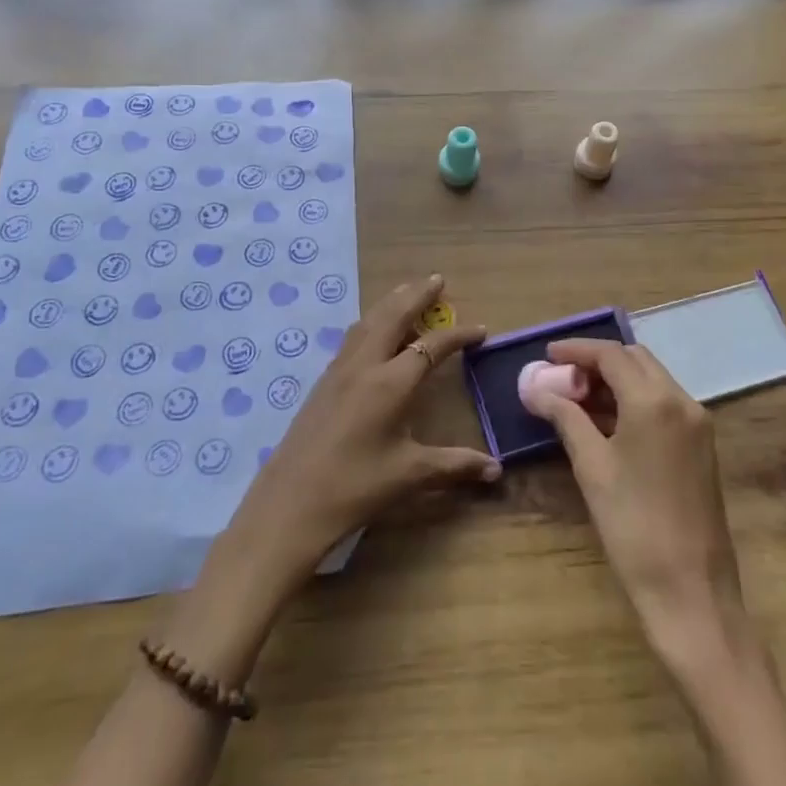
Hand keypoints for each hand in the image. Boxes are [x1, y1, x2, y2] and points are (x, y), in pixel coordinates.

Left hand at [227, 274, 497, 582]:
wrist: (289, 505)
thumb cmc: (354, 488)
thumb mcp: (409, 475)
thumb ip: (455, 465)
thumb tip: (496, 470)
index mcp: (390, 382)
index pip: (432, 345)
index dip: (459, 335)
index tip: (481, 330)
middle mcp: (365, 365)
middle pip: (393, 315)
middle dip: (417, 295)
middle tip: (437, 280)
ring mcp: (339, 370)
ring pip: (369, 321)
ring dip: (391, 303)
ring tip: (408, 294)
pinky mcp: (323, 381)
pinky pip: (353, 336)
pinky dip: (372, 322)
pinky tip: (374, 331)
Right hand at [521, 338, 750, 662]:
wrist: (691, 591)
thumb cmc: (633, 526)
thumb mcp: (592, 467)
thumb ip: (565, 418)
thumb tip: (536, 389)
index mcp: (655, 400)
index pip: (611, 354)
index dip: (576, 350)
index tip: (547, 355)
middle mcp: (682, 401)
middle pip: (635, 360)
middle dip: (597, 361)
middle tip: (562, 377)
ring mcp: (697, 423)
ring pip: (652, 379)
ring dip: (616, 380)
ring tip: (578, 398)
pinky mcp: (701, 445)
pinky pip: (664, 403)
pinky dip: (634, 400)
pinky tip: (607, 421)